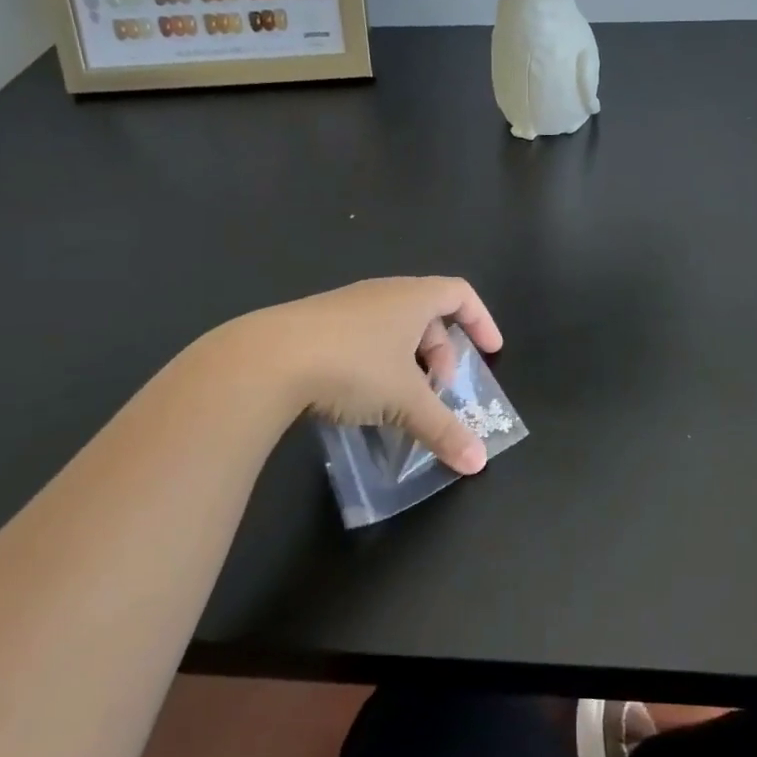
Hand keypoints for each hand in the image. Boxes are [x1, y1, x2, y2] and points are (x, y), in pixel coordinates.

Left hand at [235, 277, 503, 473]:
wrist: (265, 359)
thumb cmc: (353, 366)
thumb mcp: (405, 401)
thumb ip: (443, 429)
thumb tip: (477, 463)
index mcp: (412, 298)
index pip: (460, 293)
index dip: (481, 320)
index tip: (491, 352)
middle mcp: (381, 294)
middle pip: (427, 315)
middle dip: (441, 354)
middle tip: (439, 391)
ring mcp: (345, 307)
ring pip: (392, 329)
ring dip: (408, 362)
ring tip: (401, 400)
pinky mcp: (315, 326)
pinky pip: (362, 339)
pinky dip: (376, 364)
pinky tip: (361, 399)